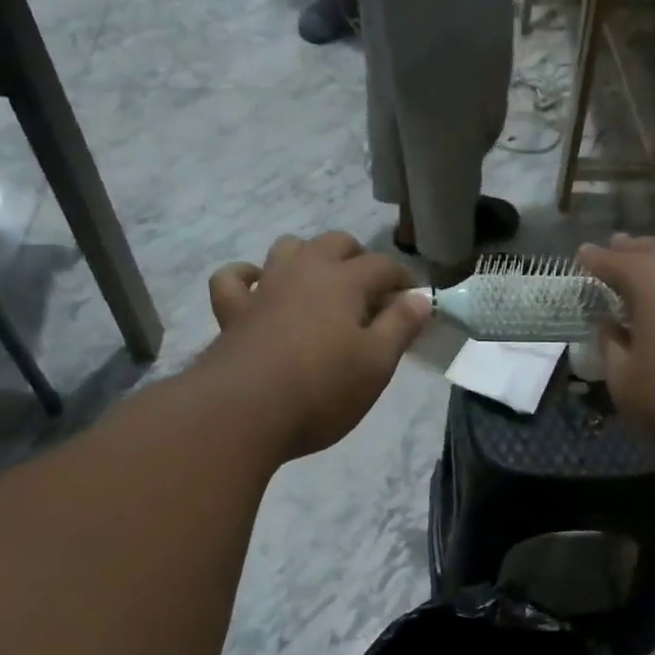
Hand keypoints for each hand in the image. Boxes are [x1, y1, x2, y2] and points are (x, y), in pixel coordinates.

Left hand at [206, 232, 429, 458]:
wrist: (246, 411)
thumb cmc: (323, 389)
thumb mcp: (377, 363)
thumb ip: (400, 326)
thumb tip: (420, 297)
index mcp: (344, 281)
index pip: (383, 265)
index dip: (404, 280)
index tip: (414, 301)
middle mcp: (304, 271)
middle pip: (336, 243)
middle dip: (359, 259)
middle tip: (372, 294)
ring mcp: (265, 287)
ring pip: (289, 249)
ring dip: (309, 258)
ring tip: (322, 287)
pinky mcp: (233, 310)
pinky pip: (235, 278)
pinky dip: (248, 276)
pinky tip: (258, 287)